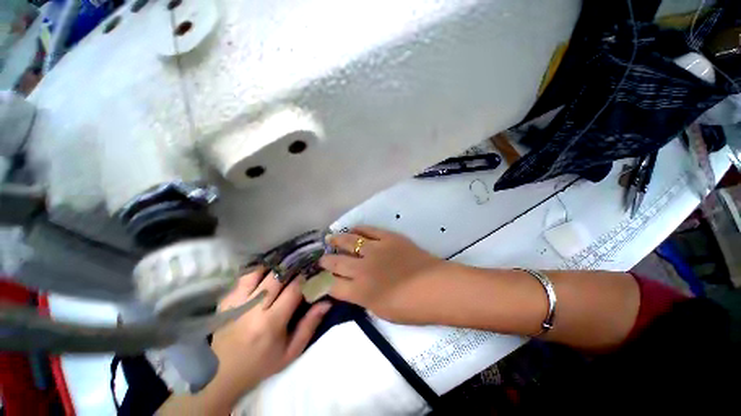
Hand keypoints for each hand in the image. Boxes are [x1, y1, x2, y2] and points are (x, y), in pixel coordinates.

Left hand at [201, 269, 330, 411]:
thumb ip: (309, 325)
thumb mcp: (291, 351)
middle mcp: (252, 309)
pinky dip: (258, 271)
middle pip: (276, 277)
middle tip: (302, 261)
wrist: (222, 374)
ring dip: (274, 266)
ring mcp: (236, 303)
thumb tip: (327, 302)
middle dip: (292, 266)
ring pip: (258, 272)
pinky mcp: (226, 300)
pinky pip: (244, 277)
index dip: (305, 277)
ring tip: (285, 263)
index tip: (313, 270)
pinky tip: (267, 271)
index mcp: (270, 323)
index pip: (293, 290)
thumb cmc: (261, 364)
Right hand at [319, 226, 443, 323]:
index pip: (333, 286)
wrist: (436, 287)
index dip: (324, 283)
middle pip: (337, 262)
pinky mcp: (388, 238)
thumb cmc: (411, 307)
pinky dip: (359, 229)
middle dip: (326, 261)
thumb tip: (354, 288)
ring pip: (349, 242)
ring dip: (337, 241)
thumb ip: (363, 298)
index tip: (321, 280)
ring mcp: (375, 250)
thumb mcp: (381, 310)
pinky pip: (369, 230)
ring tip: (330, 239)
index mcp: (360, 291)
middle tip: (322, 259)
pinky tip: (352, 229)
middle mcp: (362, 268)